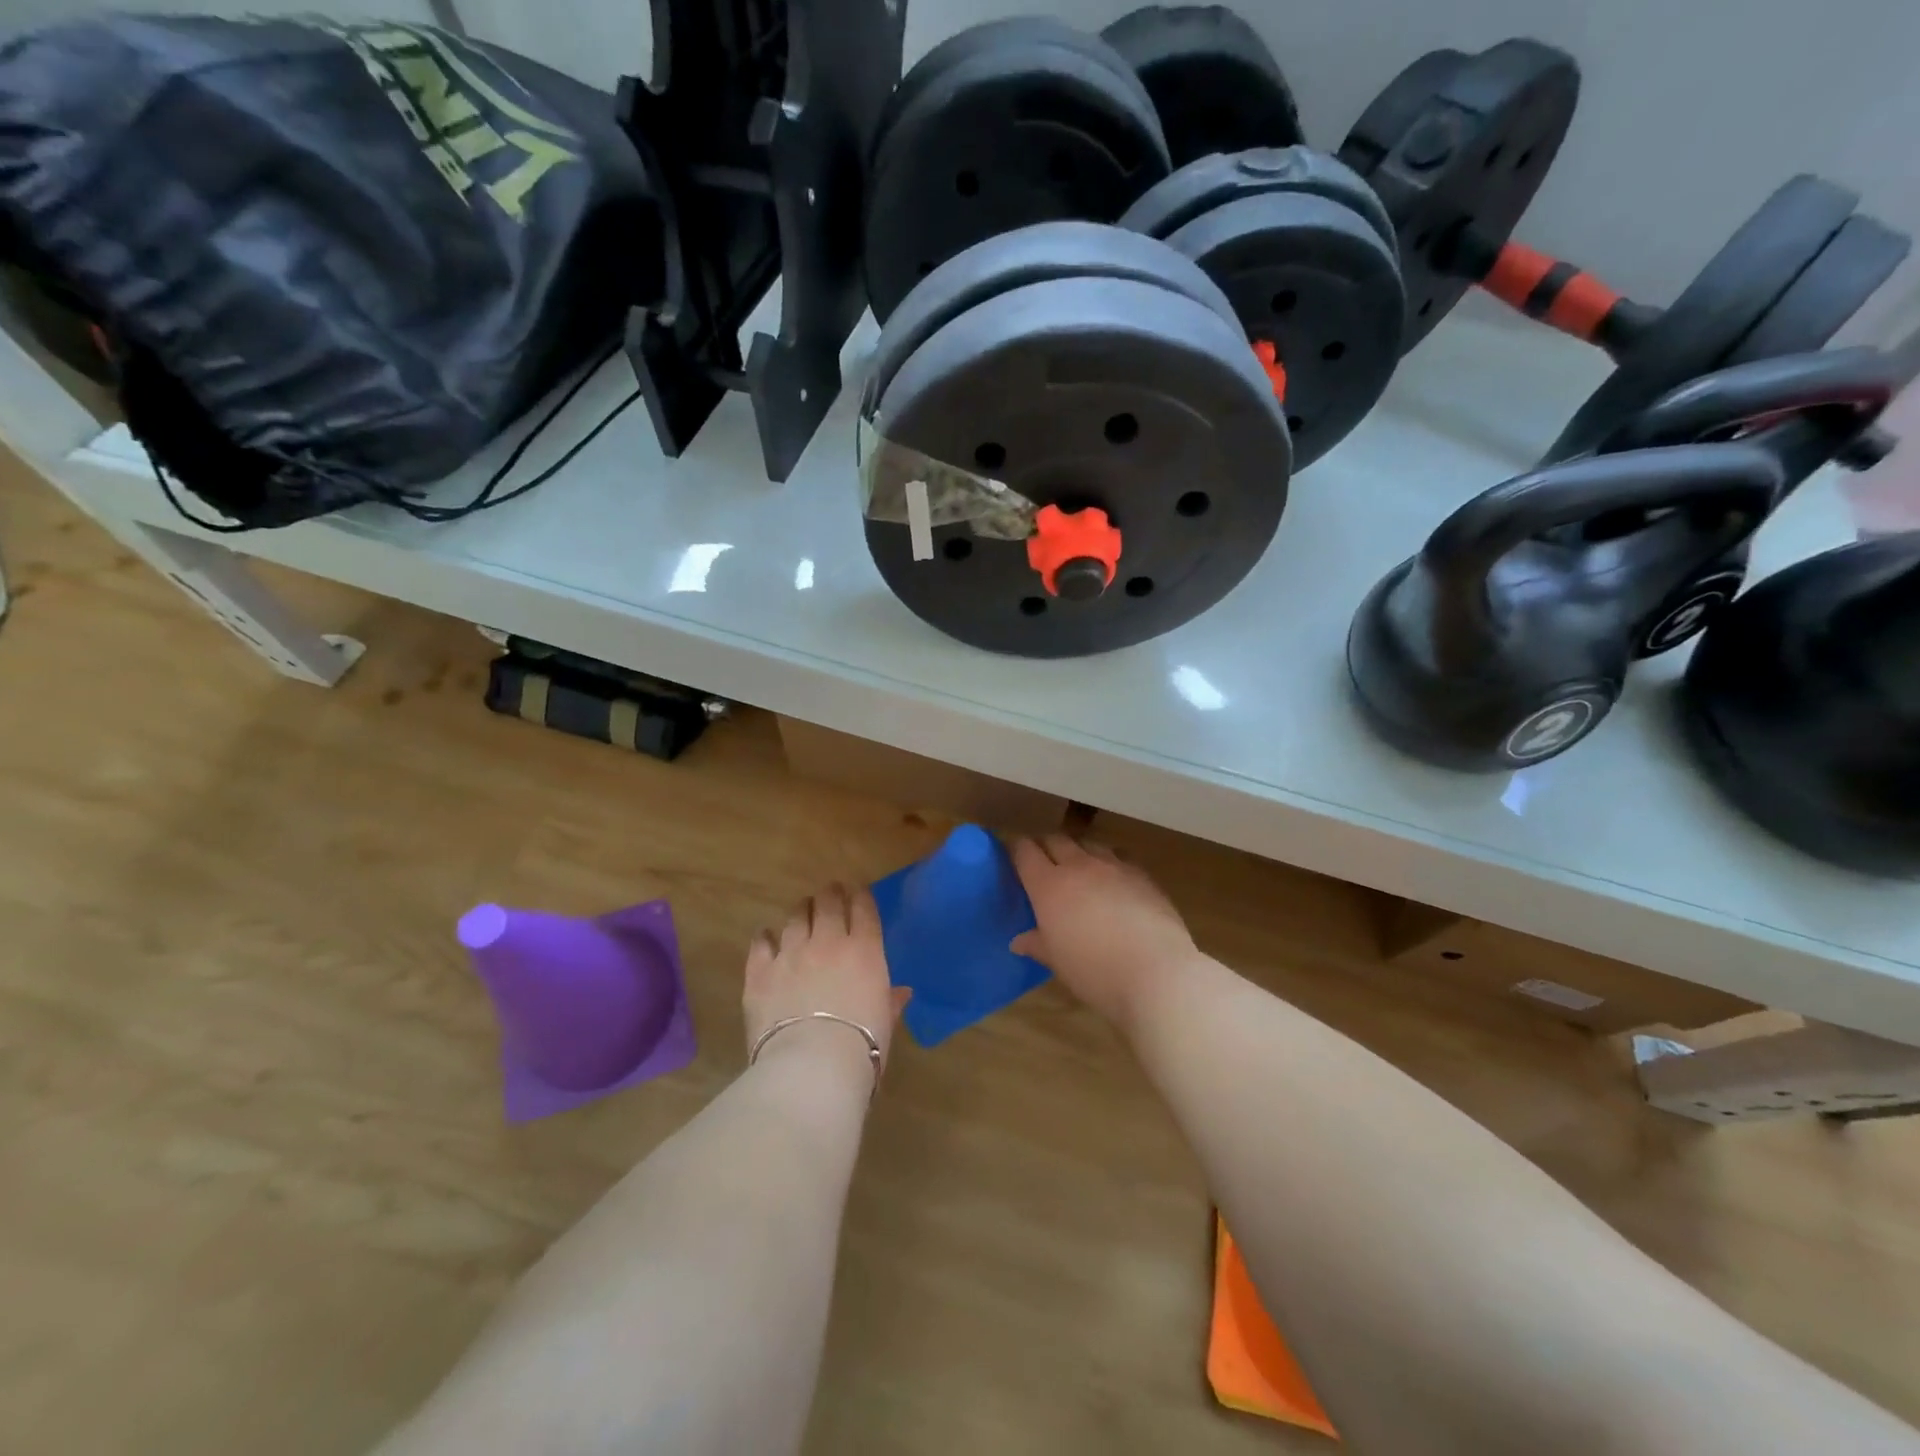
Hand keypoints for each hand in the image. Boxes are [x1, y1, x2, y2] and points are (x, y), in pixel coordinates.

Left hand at [743, 883, 909, 1087]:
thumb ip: (890, 1001)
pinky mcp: (760, 971)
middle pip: (828, 903)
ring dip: (801, 910)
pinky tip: (766, 937)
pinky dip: (765, 937)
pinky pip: (761, 942)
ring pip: (795, 917)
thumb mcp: (885, 1022)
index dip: (861, 897)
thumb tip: (901, 993)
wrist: (812, 1066)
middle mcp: (827, 941)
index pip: (864, 909)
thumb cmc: (862, 1047)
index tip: (859, 894)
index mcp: (864, 950)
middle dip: (831, 894)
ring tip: (802, 910)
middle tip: (830, 894)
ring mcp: (791, 953)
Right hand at [1010, 835, 1196, 1028]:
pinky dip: (1109, 863)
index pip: (1025, 852)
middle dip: (1046, 847)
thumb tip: (1019, 941)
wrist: (1156, 972)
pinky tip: (1114, 883)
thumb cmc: (1094, 971)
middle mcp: (1079, 866)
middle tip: (1043, 863)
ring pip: (1089, 844)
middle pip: (1056, 840)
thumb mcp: (1057, 962)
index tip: (1014, 858)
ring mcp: (1114, 866)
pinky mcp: (1142, 875)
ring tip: (1079, 870)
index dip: (1017, 850)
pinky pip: (1119, 857)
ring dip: (1079, 852)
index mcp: (1049, 885)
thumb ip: (1037, 944)